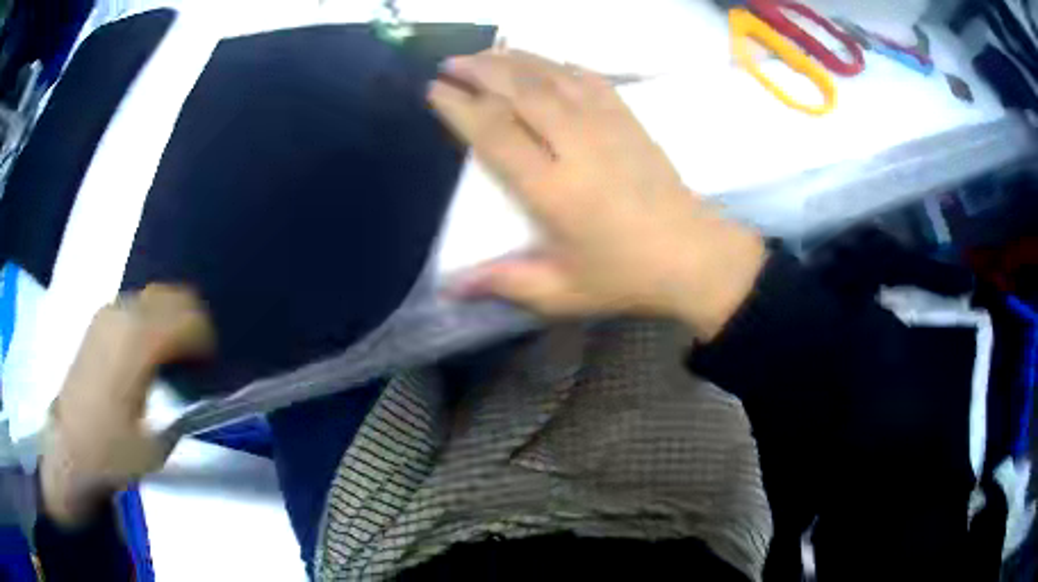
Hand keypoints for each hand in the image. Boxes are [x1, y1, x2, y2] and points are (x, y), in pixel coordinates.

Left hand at [40, 285, 214, 526]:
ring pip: (155, 296)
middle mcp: (124, 315)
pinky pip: (136, 305)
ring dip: (171, 321)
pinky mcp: (99, 320)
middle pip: (175, 297)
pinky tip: (147, 353)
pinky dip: (152, 320)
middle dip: (192, 325)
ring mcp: (109, 313)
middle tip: (196, 362)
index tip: (211, 369)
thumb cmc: (111, 450)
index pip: (189, 318)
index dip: (207, 342)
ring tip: (173, 358)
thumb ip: (182, 410)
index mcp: (139, 342)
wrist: (69, 445)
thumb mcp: (156, 444)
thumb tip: (200, 393)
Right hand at [428, 50, 764, 337]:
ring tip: (485, 53)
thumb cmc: (624, 276)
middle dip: (480, 71)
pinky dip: (560, 65)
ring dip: (514, 60)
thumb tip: (447, 288)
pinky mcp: (629, 119)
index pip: (495, 133)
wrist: (693, 255)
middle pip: (520, 91)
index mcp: (553, 189)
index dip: (460, 107)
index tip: (434, 91)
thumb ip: (504, 283)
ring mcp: (607, 125)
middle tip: (450, 63)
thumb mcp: (561, 293)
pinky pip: (590, 79)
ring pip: (552, 76)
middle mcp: (576, 145)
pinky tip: (544, 63)